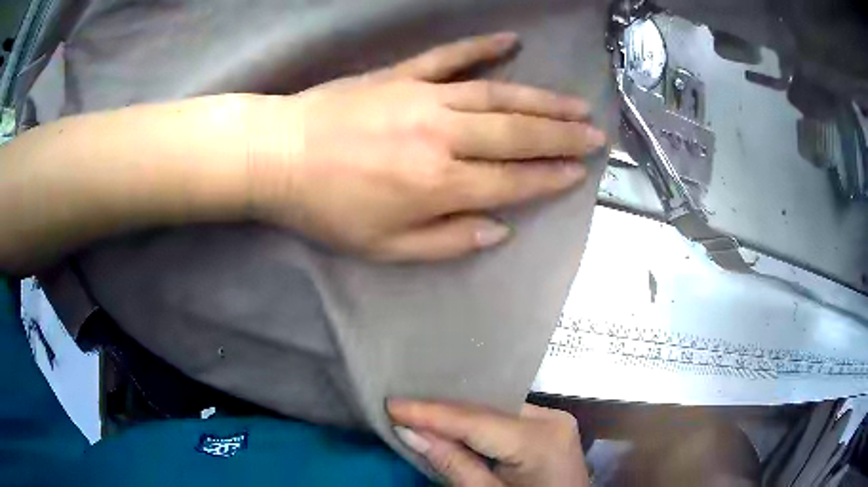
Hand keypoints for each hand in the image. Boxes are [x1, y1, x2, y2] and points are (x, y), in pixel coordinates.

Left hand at [248, 33, 606, 261]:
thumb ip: (447, 242)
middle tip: (596, 134)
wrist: (278, 155)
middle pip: (517, 134)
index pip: (512, 181)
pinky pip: (450, 57)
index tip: (580, 172)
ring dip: (542, 99)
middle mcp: (442, 137)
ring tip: (575, 103)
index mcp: (438, 185)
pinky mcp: (402, 75)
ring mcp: (424, 98)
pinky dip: (482, 48)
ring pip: (497, 95)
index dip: (550, 178)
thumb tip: (499, 230)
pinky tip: (512, 42)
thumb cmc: (327, 208)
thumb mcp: (384, 247)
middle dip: (562, 136)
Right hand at [388, 400, 589, 486]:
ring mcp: (553, 418)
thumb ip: (452, 464)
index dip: (429, 413)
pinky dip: (477, 423)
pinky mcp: (550, 424)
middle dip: (440, 412)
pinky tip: (451, 423)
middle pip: (484, 410)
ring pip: (493, 410)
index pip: (474, 420)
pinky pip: (505, 417)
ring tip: (416, 413)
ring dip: (456, 416)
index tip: (391, 404)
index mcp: (539, 440)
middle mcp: (550, 418)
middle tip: (399, 409)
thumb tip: (409, 431)